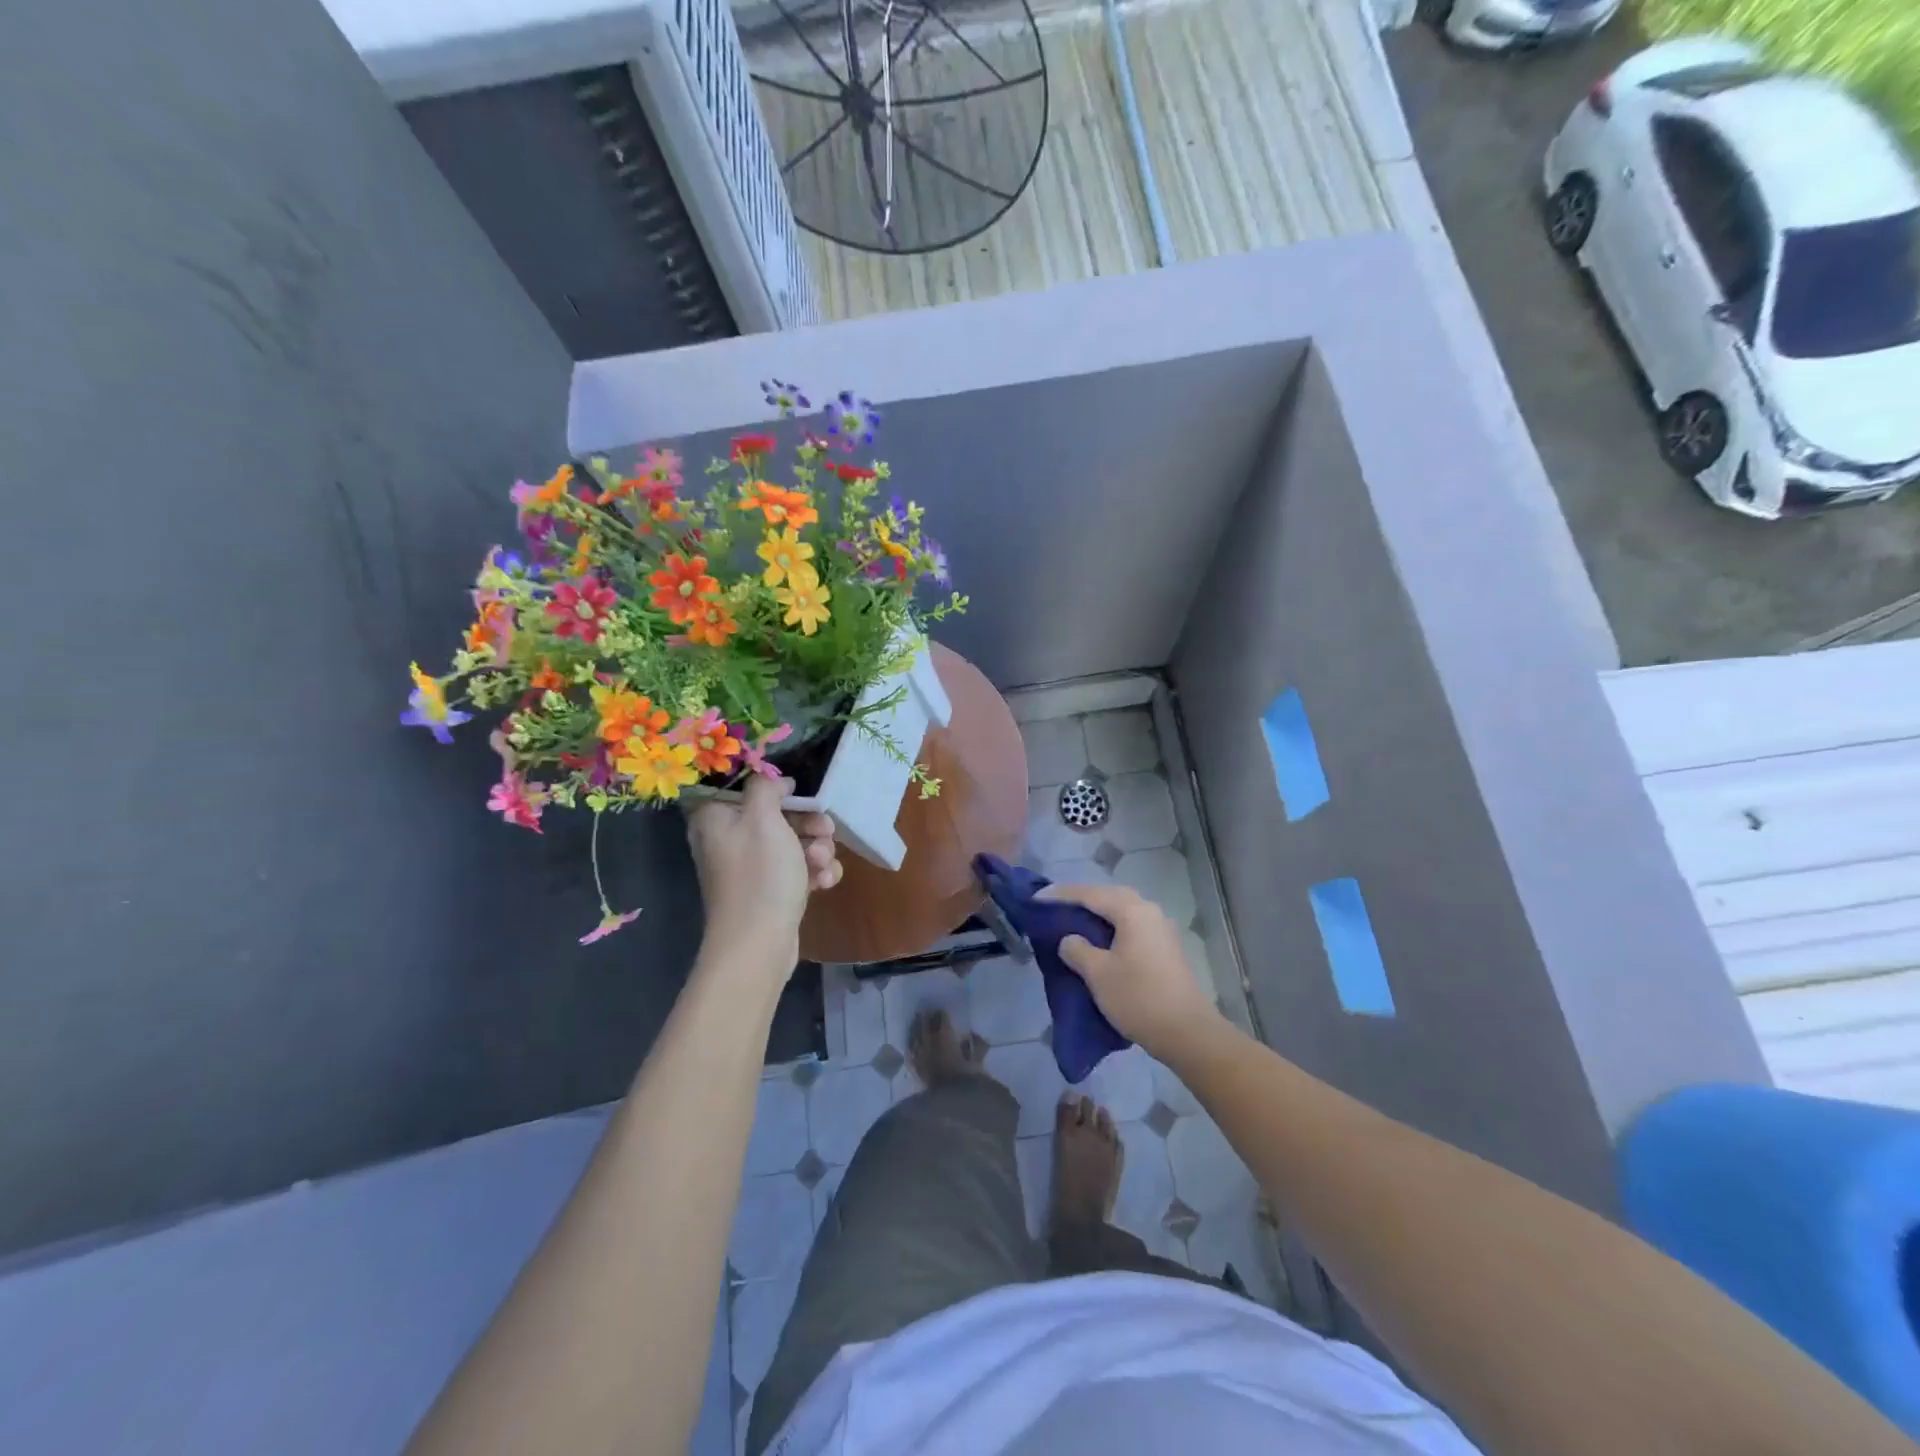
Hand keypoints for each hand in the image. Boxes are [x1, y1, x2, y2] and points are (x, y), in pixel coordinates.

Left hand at [687, 777, 841, 972]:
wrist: (759, 944)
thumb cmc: (759, 874)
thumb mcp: (763, 818)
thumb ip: (766, 788)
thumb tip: (775, 782)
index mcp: (715, 818)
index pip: (745, 788)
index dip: (776, 790)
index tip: (799, 796)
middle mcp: (727, 840)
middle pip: (776, 816)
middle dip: (809, 824)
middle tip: (825, 831)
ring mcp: (749, 868)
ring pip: (793, 843)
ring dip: (817, 849)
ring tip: (822, 865)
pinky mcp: (768, 891)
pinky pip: (795, 870)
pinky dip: (813, 873)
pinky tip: (824, 883)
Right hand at [1038, 883, 1221, 1060]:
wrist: (1187, 1033)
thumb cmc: (1138, 998)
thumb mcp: (1098, 974)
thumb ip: (1077, 949)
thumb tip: (1070, 940)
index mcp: (1132, 911)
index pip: (1089, 894)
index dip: (1060, 895)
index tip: (1036, 898)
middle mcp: (1149, 912)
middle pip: (1108, 897)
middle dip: (1080, 900)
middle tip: (1054, 907)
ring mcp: (1161, 930)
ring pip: (1122, 912)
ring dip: (1097, 914)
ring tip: (1072, 922)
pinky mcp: (1165, 948)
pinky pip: (1131, 926)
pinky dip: (1111, 928)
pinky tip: (1099, 941)